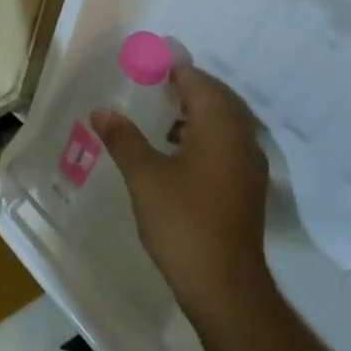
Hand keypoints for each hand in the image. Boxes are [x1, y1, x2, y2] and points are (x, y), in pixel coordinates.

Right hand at [93, 66, 274, 328]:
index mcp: (220, 127)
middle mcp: (241, 139)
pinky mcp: (248, 189)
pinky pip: (228, 144)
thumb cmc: (183, 222)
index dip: (174, 68)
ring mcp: (249, 166)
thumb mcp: (144, 176)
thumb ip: (123, 138)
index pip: (199, 81)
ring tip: (162, 114)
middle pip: (217, 98)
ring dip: (197, 112)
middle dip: (188, 87)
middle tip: (154, 83)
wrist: (225, 288)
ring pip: (225, 123)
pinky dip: (205, 136)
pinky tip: (178, 150)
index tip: (148, 62)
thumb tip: (102, 111)